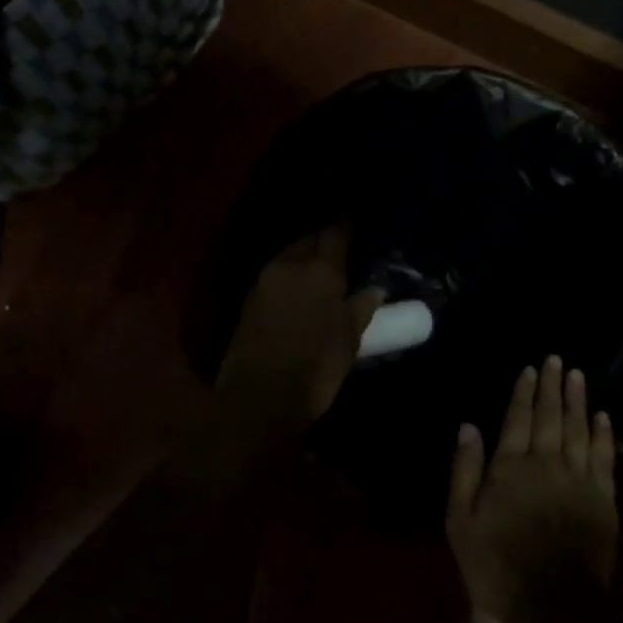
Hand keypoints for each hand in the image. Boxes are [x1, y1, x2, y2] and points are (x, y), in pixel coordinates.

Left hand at [216, 224, 383, 436]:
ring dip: (303, 257)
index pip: (334, 234)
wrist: (258, 398)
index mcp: (320, 271)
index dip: (345, 227)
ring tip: (319, 271)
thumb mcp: (349, 341)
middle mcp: (290, 266)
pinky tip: (298, 290)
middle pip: (307, 240)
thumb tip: (374, 290)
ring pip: (288, 256)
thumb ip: (361, 309)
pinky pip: (274, 275)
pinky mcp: (249, 300)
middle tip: (338, 251)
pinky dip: (288, 275)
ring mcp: (264, 282)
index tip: (353, 224)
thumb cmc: (315, 369)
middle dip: (322, 241)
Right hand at [446, 356, 619, 622]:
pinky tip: (603, 417)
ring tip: (578, 375)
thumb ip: (465, 471)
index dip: (523, 392)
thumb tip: (468, 426)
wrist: (554, 604)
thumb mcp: (461, 522)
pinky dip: (603, 434)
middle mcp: (546, 463)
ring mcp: (579, 479)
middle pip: (550, 416)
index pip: (517, 419)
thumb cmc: (497, 566)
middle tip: (557, 360)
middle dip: (552, 387)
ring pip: (578, 429)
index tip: (530, 369)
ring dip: (578, 401)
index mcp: (510, 467)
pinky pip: (604, 457)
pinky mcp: (603, 498)